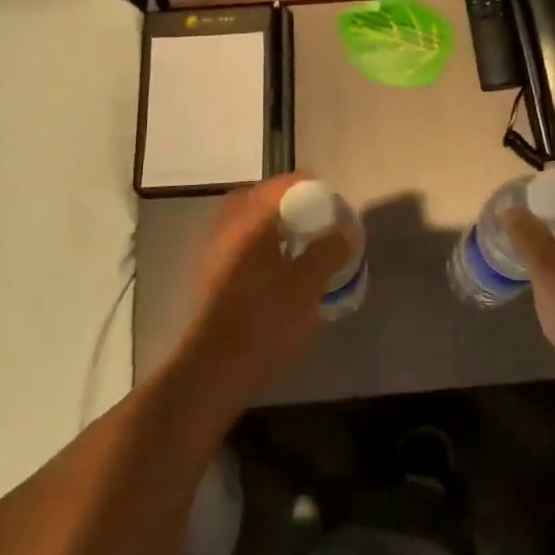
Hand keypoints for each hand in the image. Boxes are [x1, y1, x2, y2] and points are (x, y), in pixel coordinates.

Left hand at [177, 174, 357, 406]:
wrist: (214, 368)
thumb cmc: (265, 319)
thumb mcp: (308, 284)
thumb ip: (330, 250)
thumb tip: (347, 228)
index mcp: (250, 220)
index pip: (280, 186)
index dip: (308, 186)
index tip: (329, 197)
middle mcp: (225, 228)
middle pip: (255, 199)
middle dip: (282, 202)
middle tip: (308, 216)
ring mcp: (211, 253)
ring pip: (242, 224)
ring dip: (267, 225)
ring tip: (296, 243)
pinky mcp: (207, 278)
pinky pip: (235, 246)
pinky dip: (255, 246)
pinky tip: (274, 269)